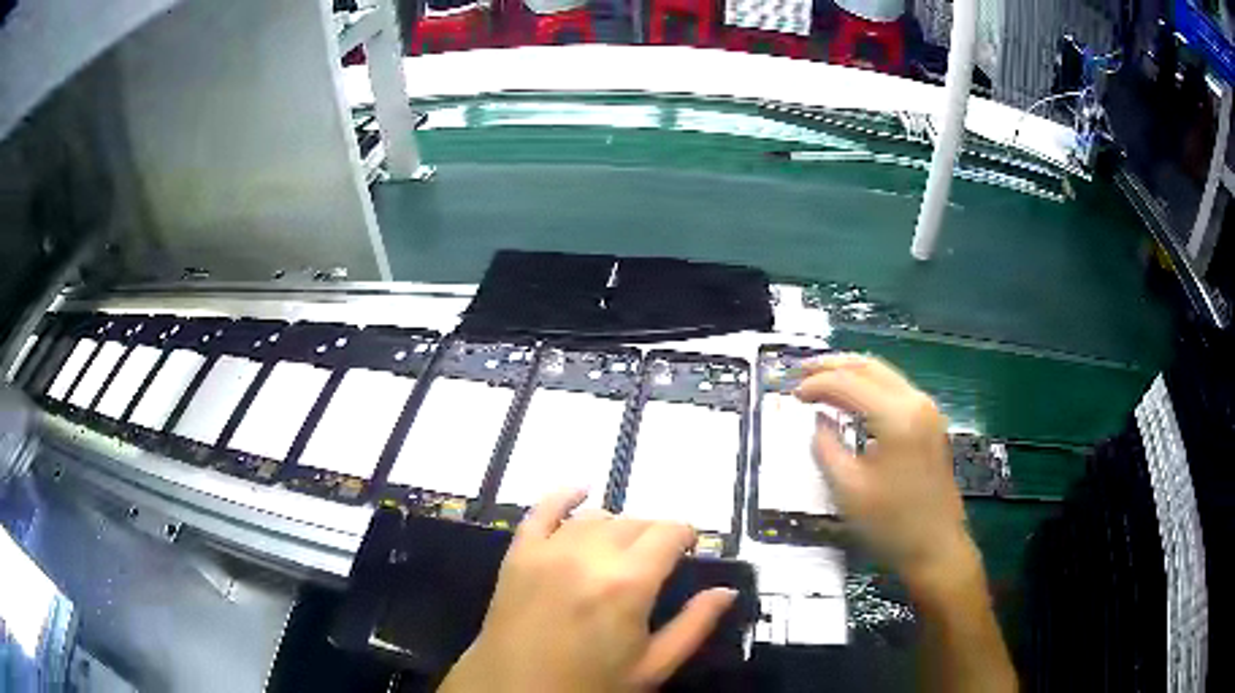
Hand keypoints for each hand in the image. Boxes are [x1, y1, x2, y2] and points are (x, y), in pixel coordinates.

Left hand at [439, 489, 736, 692]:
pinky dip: (563, 496)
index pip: (669, 533)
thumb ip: (694, 625)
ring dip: (617, 526)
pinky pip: (542, 510)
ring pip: (595, 517)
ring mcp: (548, 550)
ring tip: (622, 549)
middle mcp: (589, 555)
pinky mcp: (518, 553)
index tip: (689, 548)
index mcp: (628, 584)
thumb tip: (727, 591)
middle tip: (657, 560)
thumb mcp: (653, 666)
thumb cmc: (591, 686)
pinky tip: (580, 491)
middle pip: (634, 522)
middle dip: (654, 534)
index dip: (686, 535)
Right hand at [795, 354, 974, 590]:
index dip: (816, 384)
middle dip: (832, 365)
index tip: (791, 394)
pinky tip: (851, 398)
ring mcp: (927, 410)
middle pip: (869, 367)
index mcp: (896, 416)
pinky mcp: (930, 423)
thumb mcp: (848, 490)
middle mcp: (915, 402)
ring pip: (883, 374)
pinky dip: (868, 386)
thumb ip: (826, 449)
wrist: (936, 547)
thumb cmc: (891, 524)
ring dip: (850, 373)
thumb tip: (819, 423)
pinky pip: (894, 389)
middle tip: (800, 371)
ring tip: (820, 379)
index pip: (848, 383)